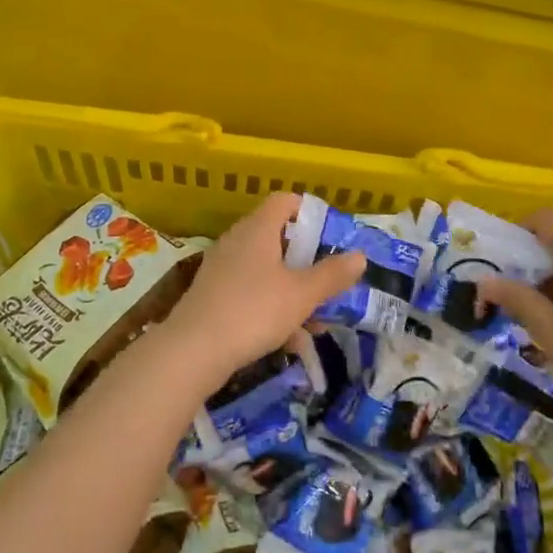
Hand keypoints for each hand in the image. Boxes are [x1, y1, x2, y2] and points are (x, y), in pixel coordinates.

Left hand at [161, 193, 365, 386]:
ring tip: (317, 323)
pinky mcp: (213, 296)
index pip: (284, 201)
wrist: (192, 351)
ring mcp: (222, 269)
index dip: (309, 212)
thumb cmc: (253, 311)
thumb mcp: (302, 295)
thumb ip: (332, 275)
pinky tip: (290, 342)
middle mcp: (237, 241)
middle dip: (308, 263)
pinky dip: (272, 310)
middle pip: (278, 239)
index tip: (331, 236)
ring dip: (294, 293)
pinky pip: (251, 294)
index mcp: (258, 229)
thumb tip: (359, 256)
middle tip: (330, 282)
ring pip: (267, 272)